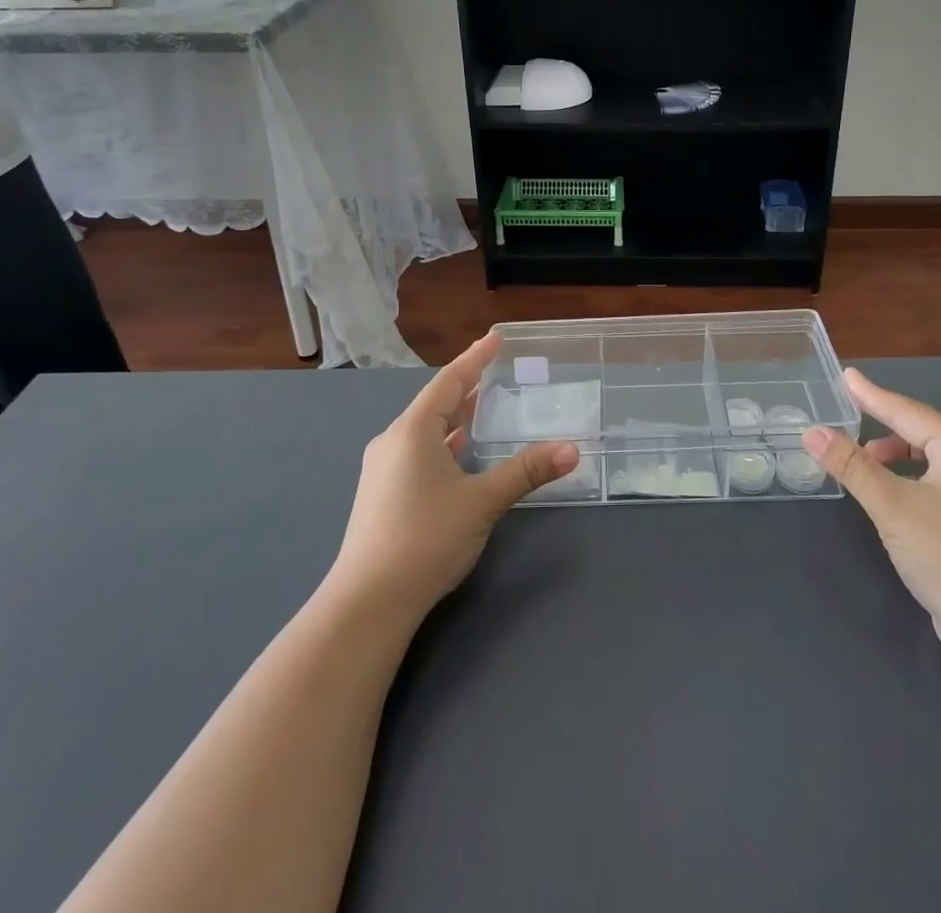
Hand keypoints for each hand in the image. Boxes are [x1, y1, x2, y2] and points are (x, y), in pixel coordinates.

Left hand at [326, 333, 577, 621]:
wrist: (367, 603)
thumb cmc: (425, 539)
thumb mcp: (482, 502)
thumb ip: (526, 472)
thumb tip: (572, 449)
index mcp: (413, 431)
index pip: (449, 382)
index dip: (475, 358)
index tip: (496, 338)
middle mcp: (393, 441)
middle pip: (435, 403)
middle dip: (467, 386)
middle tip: (496, 370)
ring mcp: (383, 469)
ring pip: (425, 429)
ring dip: (455, 416)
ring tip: (483, 407)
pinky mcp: (382, 494)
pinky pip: (418, 451)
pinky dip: (443, 443)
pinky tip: (458, 453)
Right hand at [803, 368, 940, 667]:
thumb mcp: (892, 506)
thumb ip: (851, 466)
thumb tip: (812, 432)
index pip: (907, 411)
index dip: (872, 395)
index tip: (846, 376)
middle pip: (919, 431)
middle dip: (882, 422)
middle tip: (847, 412)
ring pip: (927, 459)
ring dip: (892, 454)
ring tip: (861, 459)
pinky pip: (933, 483)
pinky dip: (906, 479)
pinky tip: (888, 497)